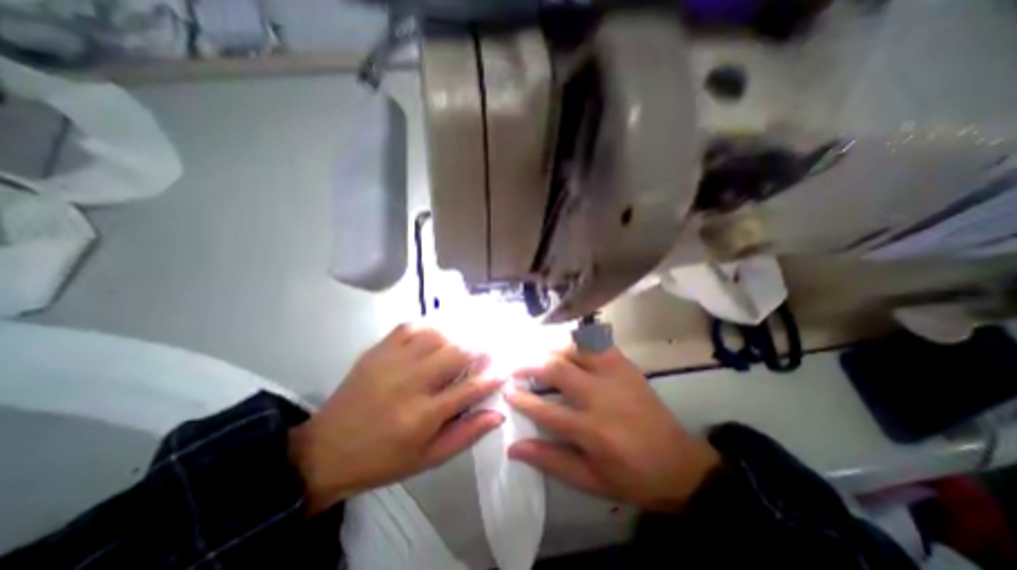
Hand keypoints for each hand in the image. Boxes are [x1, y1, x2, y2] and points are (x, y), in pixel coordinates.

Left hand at [289, 322, 502, 512]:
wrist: (327, 449)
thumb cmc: (383, 459)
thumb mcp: (428, 458)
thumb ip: (466, 434)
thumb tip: (498, 413)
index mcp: (422, 416)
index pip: (470, 389)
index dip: (493, 376)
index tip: (505, 368)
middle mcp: (409, 384)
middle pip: (456, 354)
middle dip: (480, 349)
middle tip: (489, 350)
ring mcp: (391, 362)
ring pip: (436, 335)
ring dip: (458, 336)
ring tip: (467, 341)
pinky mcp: (378, 350)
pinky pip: (411, 327)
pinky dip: (430, 327)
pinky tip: (438, 334)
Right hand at [507, 345, 713, 514]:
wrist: (680, 464)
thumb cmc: (632, 477)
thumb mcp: (589, 480)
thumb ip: (550, 460)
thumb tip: (514, 447)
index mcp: (591, 429)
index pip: (545, 409)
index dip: (521, 399)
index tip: (507, 391)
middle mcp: (600, 395)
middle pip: (557, 369)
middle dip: (530, 365)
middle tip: (517, 368)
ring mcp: (615, 376)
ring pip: (575, 349)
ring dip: (552, 349)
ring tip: (540, 356)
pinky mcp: (626, 366)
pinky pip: (598, 343)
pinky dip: (580, 340)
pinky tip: (570, 347)